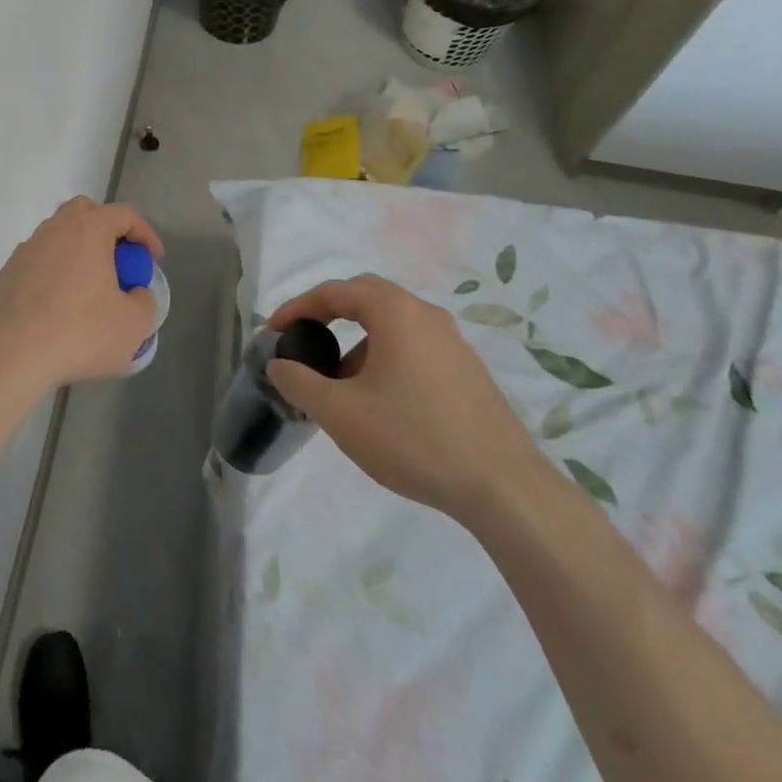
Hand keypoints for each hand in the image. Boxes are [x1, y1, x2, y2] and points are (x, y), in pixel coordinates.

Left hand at [0, 197, 163, 394]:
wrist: (14, 353)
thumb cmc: (81, 333)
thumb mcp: (133, 324)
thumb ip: (144, 301)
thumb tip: (135, 293)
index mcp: (89, 230)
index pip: (124, 214)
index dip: (145, 233)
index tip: (154, 259)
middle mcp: (56, 228)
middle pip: (85, 212)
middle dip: (106, 229)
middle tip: (119, 261)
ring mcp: (28, 248)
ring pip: (58, 235)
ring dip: (78, 250)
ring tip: (89, 285)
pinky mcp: (9, 271)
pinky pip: (39, 260)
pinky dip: (55, 271)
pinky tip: (59, 302)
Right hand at [265, 275, 545, 524]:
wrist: (505, 490)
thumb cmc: (414, 438)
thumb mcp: (341, 413)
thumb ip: (299, 382)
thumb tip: (278, 364)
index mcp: (395, 312)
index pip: (334, 292)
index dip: (298, 307)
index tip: (275, 331)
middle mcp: (426, 315)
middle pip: (366, 296)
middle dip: (330, 314)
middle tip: (306, 341)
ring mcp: (453, 343)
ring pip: (393, 324)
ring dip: (358, 341)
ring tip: (340, 383)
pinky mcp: (469, 371)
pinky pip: (415, 346)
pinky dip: (386, 357)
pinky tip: (381, 401)